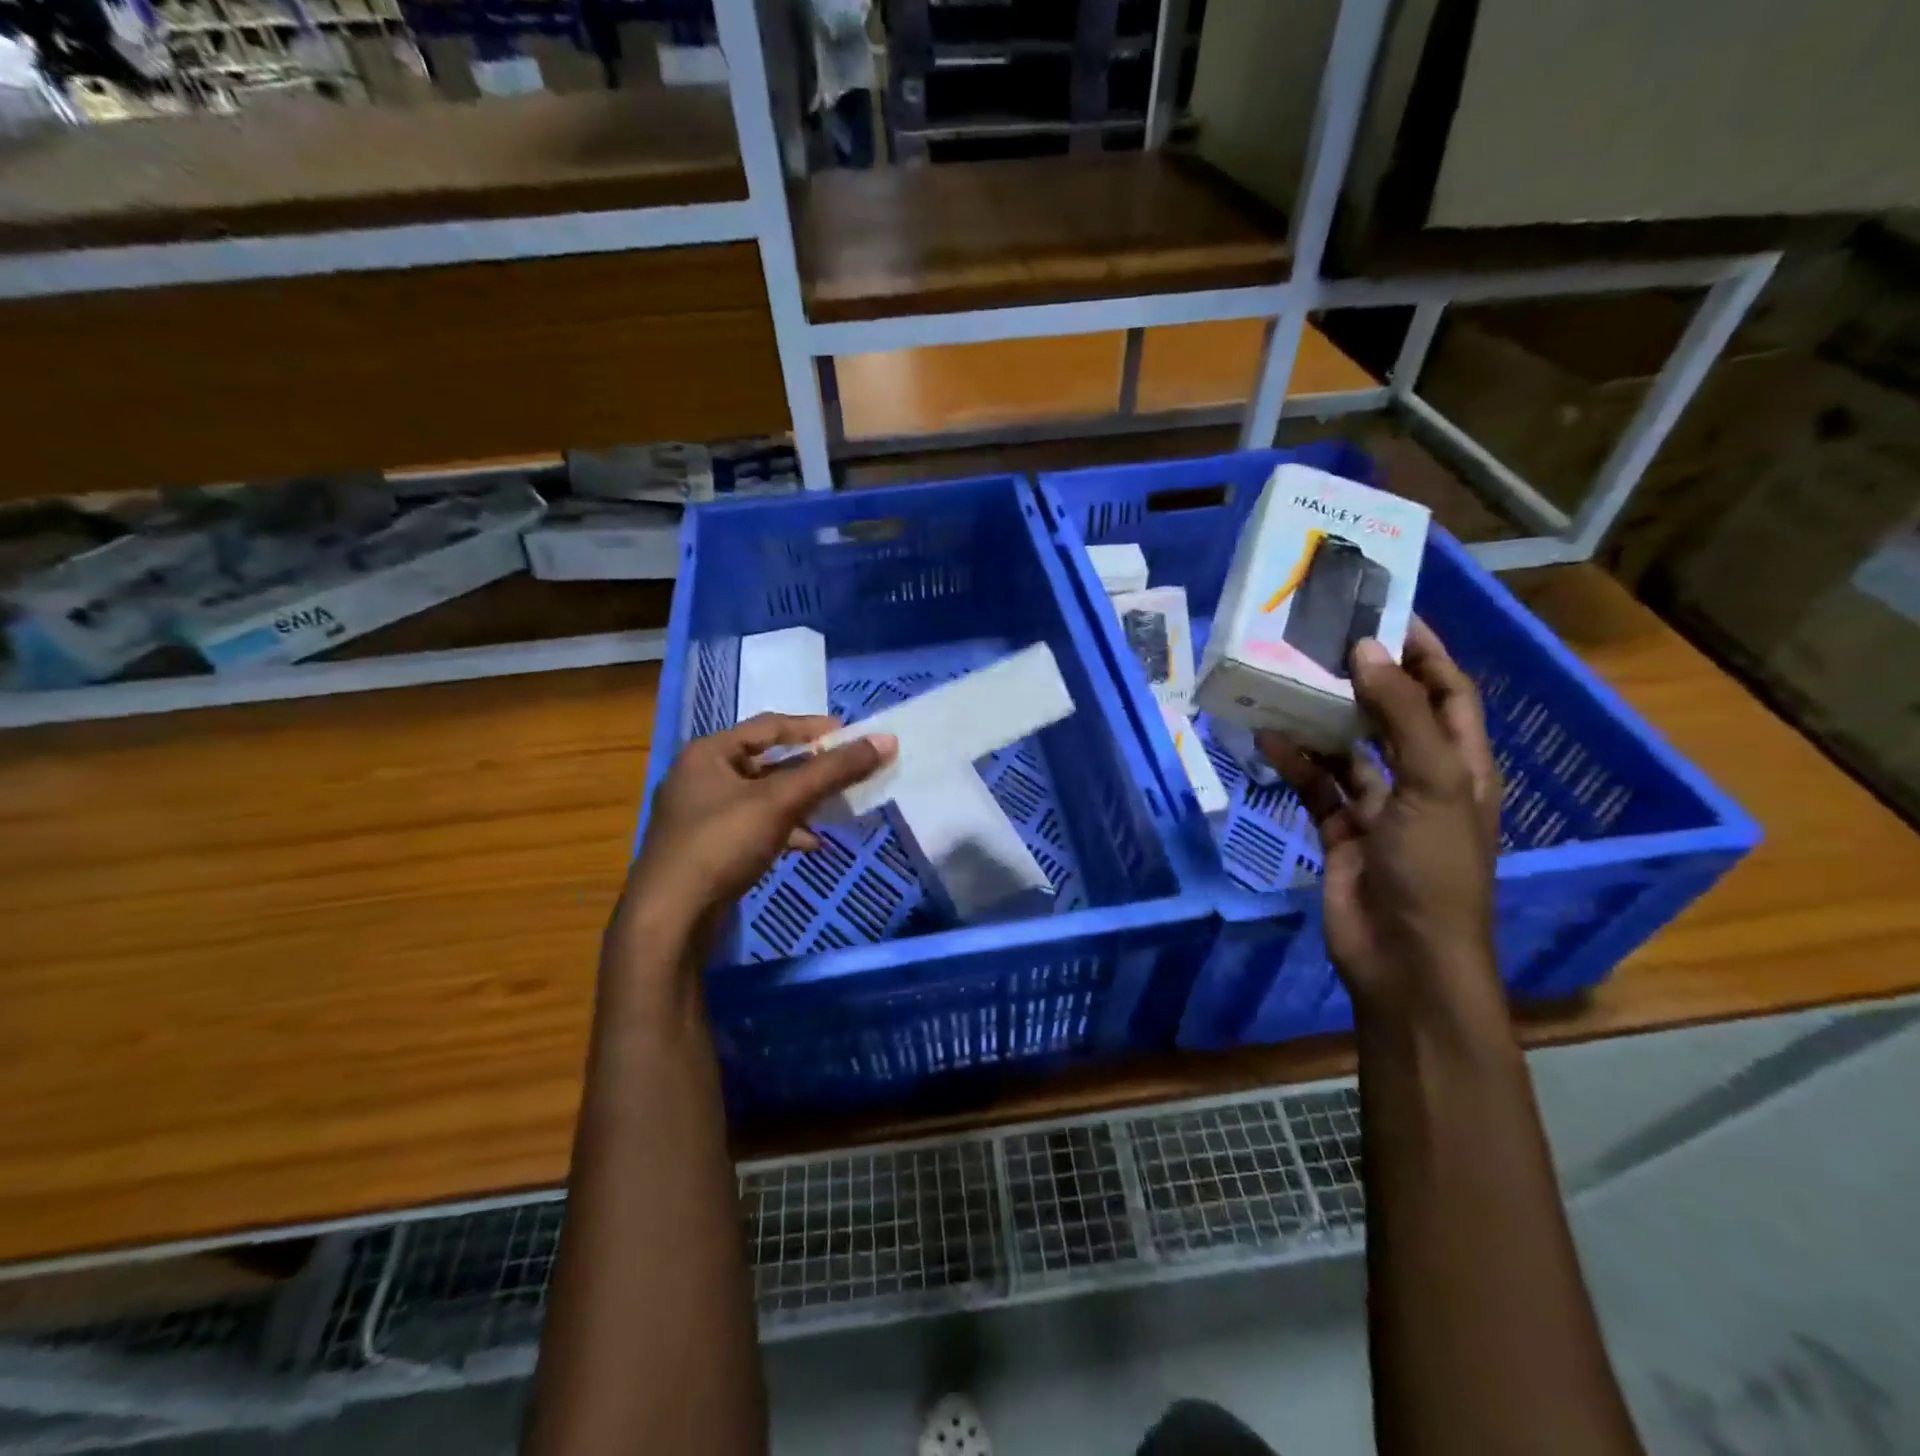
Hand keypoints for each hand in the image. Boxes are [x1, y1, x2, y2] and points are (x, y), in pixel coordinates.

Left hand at [624, 713, 897, 939]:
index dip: (811, 728)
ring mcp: (701, 816)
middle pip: (767, 763)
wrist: (669, 918)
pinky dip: (783, 830)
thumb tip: (885, 740)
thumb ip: (832, 771)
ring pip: (762, 798)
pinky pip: (754, 827)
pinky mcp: (707, 849)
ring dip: (799, 802)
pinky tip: (808, 845)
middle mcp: (700, 777)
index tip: (849, 735)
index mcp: (708, 753)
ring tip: (833, 810)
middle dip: (809, 770)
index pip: (768, 726)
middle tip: (846, 772)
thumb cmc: (721, 844)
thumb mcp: (781, 801)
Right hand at [1256, 620, 1502, 1026]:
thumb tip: (1367, 649)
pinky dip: (1295, 762)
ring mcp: (1379, 807)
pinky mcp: (1340, 830)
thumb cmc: (1434, 869)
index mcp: (1461, 765)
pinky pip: (1316, 785)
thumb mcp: (1431, 785)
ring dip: (1320, 719)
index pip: (1448, 691)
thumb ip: (1403, 715)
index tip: (1385, 610)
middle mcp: (1421, 779)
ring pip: (1347, 748)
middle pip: (1394, 713)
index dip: (1424, 651)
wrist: (1404, 958)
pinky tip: (1267, 738)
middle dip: (1364, 677)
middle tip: (1320, 638)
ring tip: (1285, 681)